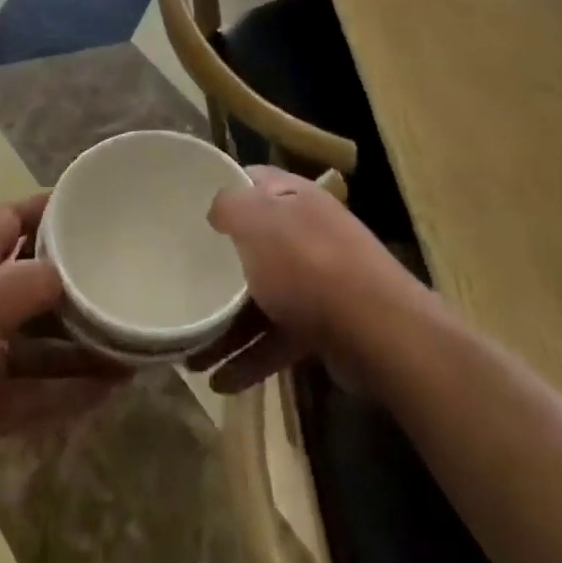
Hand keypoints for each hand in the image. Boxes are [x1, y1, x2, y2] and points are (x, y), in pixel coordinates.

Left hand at [0, 194, 125, 501]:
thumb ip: (35, 283)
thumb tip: (75, 277)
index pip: (11, 222)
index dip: (45, 209)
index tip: (86, 204)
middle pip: (33, 286)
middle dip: (73, 284)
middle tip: (122, 281)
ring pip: (41, 345)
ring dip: (81, 346)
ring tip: (131, 344)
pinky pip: (37, 393)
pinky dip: (70, 391)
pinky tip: (111, 388)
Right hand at [190, 166, 414, 393]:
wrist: (379, 331)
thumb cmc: (308, 264)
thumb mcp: (257, 222)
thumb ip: (230, 206)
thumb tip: (217, 210)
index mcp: (294, 197)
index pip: (252, 180)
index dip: (222, 190)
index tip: (186, 211)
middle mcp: (306, 232)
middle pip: (253, 243)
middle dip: (216, 269)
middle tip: (182, 285)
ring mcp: (317, 280)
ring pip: (261, 296)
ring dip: (227, 325)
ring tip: (191, 355)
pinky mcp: (324, 324)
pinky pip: (277, 336)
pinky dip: (251, 357)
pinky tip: (221, 382)